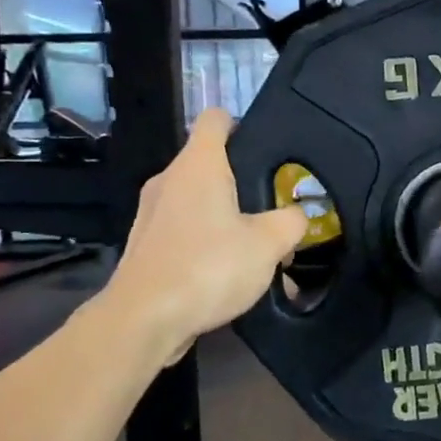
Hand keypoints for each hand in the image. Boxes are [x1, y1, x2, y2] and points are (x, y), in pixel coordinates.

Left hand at [97, 109, 307, 362]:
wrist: (143, 320)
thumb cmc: (208, 267)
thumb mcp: (268, 244)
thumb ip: (291, 222)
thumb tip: (296, 216)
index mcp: (198, 165)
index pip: (216, 119)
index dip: (241, 124)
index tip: (265, 146)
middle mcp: (170, 180)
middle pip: (210, 165)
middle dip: (244, 184)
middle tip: (275, 209)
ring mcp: (153, 214)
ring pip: (199, 203)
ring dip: (229, 221)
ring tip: (260, 252)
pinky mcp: (146, 246)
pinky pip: (186, 234)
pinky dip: (209, 246)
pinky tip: (232, 278)